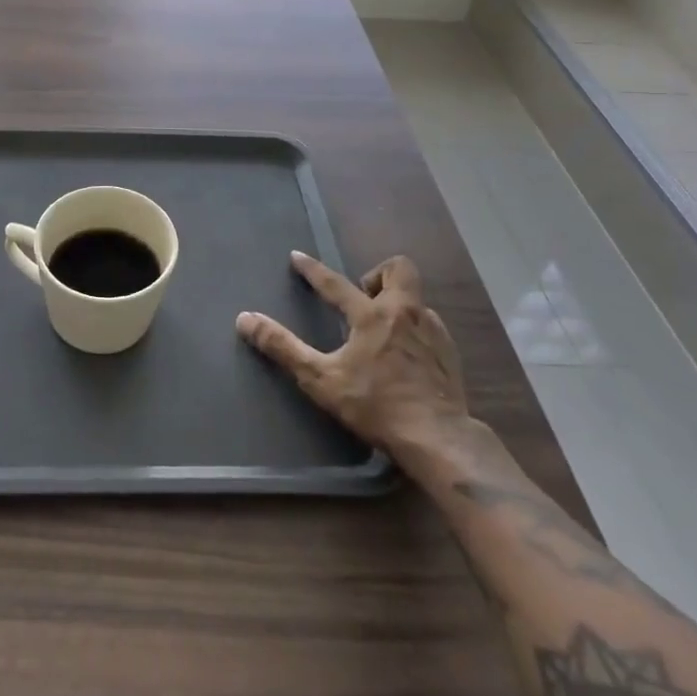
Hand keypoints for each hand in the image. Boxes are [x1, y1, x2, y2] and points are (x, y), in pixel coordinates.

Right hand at [237, 252, 477, 461]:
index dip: (313, 269)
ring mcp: (433, 331)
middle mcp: (405, 313)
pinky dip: (414, 328)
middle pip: (398, 269)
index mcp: (372, 315)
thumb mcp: (321, 379)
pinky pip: (430, 324)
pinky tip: (407, 353)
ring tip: (382, 328)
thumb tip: (245, 319)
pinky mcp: (450, 353)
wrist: (439, 439)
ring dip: (397, 303)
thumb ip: (283, 348)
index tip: (297, 256)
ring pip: (416, 298)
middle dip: (377, 275)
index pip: (335, 283)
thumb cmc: (376, 406)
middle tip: (361, 298)